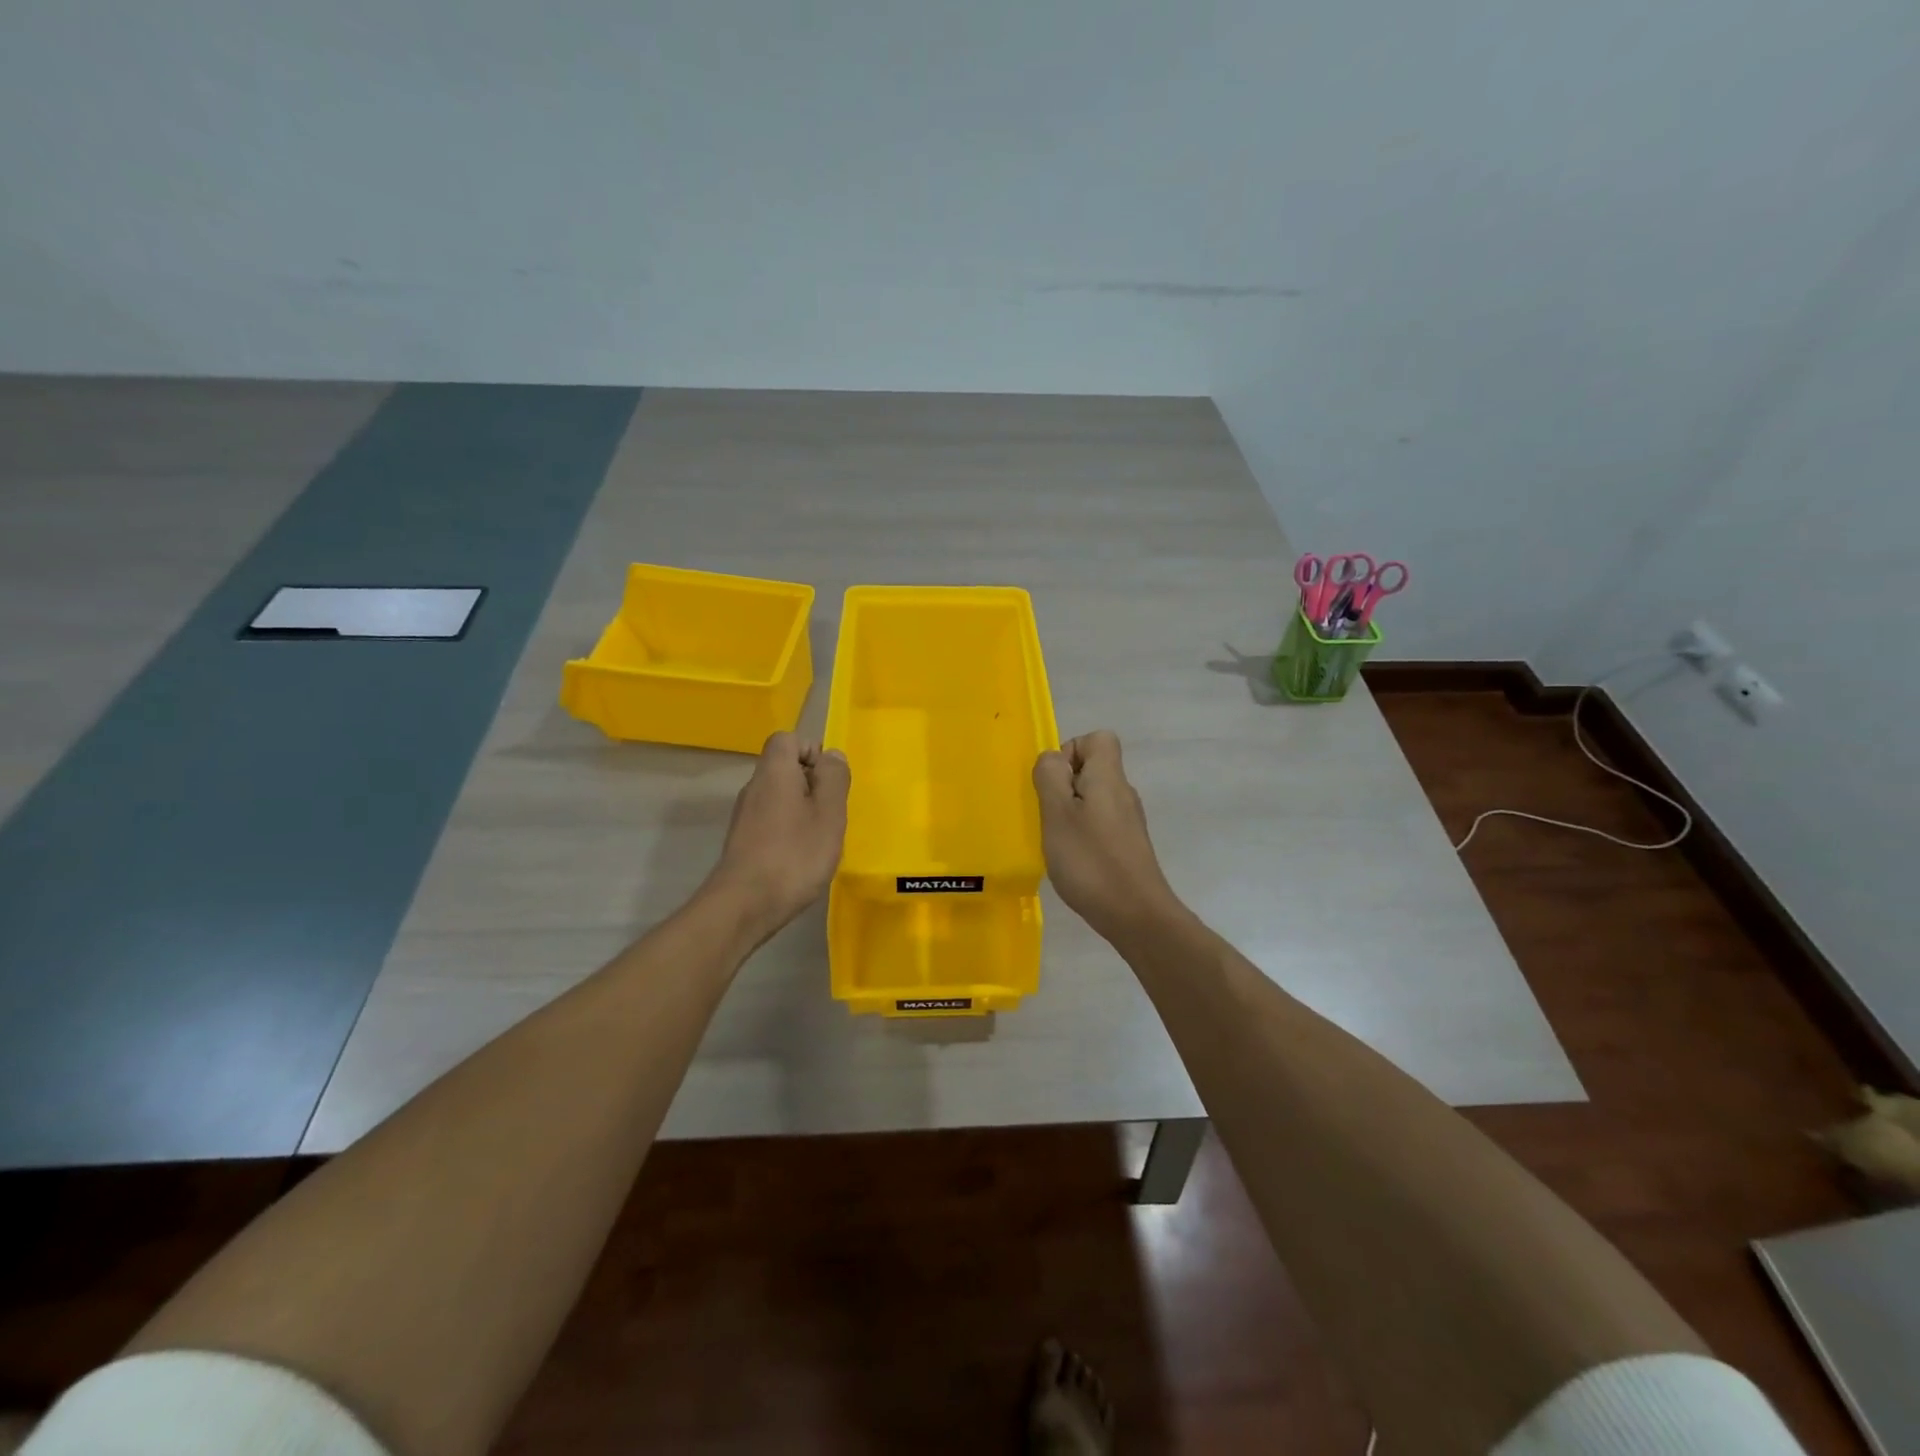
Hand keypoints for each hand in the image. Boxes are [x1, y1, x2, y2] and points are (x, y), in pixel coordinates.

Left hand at [703, 732, 849, 939]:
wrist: (744, 905)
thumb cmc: (794, 855)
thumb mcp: (828, 814)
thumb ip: (834, 779)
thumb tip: (831, 755)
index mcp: (774, 772)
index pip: (787, 739)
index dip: (812, 751)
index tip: (829, 781)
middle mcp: (754, 787)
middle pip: (785, 768)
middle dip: (813, 784)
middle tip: (831, 814)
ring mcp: (745, 815)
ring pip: (780, 796)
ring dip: (803, 810)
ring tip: (819, 839)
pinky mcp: (743, 841)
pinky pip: (772, 820)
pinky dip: (789, 830)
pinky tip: (800, 858)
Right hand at [1033, 731, 1182, 941]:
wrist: (1137, 915)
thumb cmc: (1091, 861)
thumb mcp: (1057, 815)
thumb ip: (1050, 778)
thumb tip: (1052, 759)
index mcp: (1109, 778)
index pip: (1098, 738)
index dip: (1071, 751)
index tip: (1054, 783)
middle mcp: (1123, 793)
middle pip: (1094, 768)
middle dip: (1064, 786)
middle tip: (1049, 815)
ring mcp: (1128, 821)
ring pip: (1094, 798)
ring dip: (1071, 812)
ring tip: (1058, 840)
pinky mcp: (1128, 846)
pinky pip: (1100, 824)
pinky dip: (1082, 834)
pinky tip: (1073, 860)